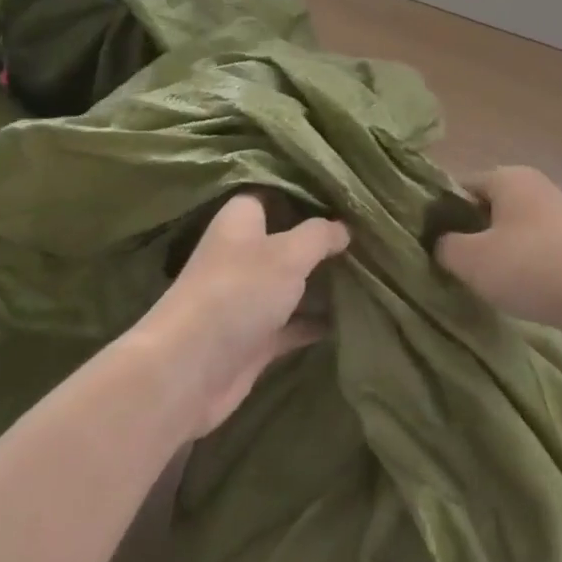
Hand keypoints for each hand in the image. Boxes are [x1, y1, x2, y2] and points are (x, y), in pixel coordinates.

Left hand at [133, 194, 349, 436]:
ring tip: (370, 268)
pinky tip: (352, 316)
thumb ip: (319, 235)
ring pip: (292, 282)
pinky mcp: (255, 336)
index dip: (306, 191)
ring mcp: (247, 297)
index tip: (344, 192)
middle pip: (287, 238)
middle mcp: (242, 254)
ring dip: (323, 280)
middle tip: (367, 231)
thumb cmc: (238, 292)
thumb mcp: (288, 253)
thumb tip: (344, 227)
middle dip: (322, 238)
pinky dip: (317, 320)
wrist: (190, 370)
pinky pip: (294, 322)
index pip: (273, 193)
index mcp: (241, 221)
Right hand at [436, 166, 561, 339]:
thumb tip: (444, 244)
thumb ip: (445, 246)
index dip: (446, 211)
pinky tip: (545, 272)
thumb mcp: (469, 259)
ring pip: (529, 222)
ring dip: (514, 242)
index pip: (464, 185)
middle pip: (496, 203)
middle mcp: (542, 185)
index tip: (437, 241)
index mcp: (510, 177)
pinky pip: (559, 242)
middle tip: (464, 263)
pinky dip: (549, 253)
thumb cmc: (527, 267)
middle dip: (479, 228)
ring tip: (500, 276)